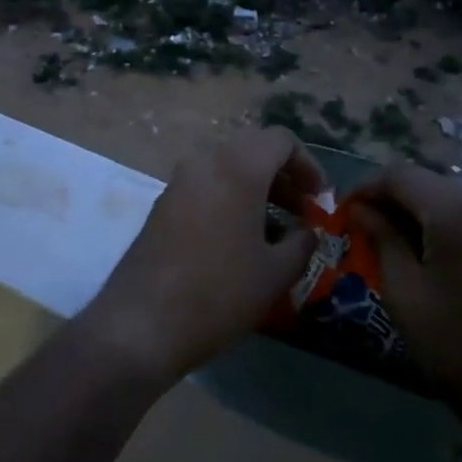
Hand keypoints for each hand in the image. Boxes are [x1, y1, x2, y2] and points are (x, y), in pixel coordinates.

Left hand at [81, 129, 324, 388]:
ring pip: (227, 167)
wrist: (142, 322)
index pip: (281, 140)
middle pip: (253, 149)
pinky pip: (206, 185)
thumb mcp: (275, 273)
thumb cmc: (219, 292)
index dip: (308, 165)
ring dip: (256, 188)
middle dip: (283, 175)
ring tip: (276, 229)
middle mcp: (205, 162)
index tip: (320, 199)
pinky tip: (239, 239)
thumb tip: (309, 232)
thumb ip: (302, 244)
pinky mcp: (163, 203)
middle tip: (302, 211)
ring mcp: (179, 181)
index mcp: (238, 167)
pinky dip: (229, 198)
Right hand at [351, 163, 461, 421]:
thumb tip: (362, 210)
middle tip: (376, 227)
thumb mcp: (404, 294)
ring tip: (414, 242)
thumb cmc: (457, 348)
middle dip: (399, 198)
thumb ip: (382, 239)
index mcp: (457, 212)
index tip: (348, 211)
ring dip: (432, 209)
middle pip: (433, 182)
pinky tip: (455, 255)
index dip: (367, 187)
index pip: (399, 175)